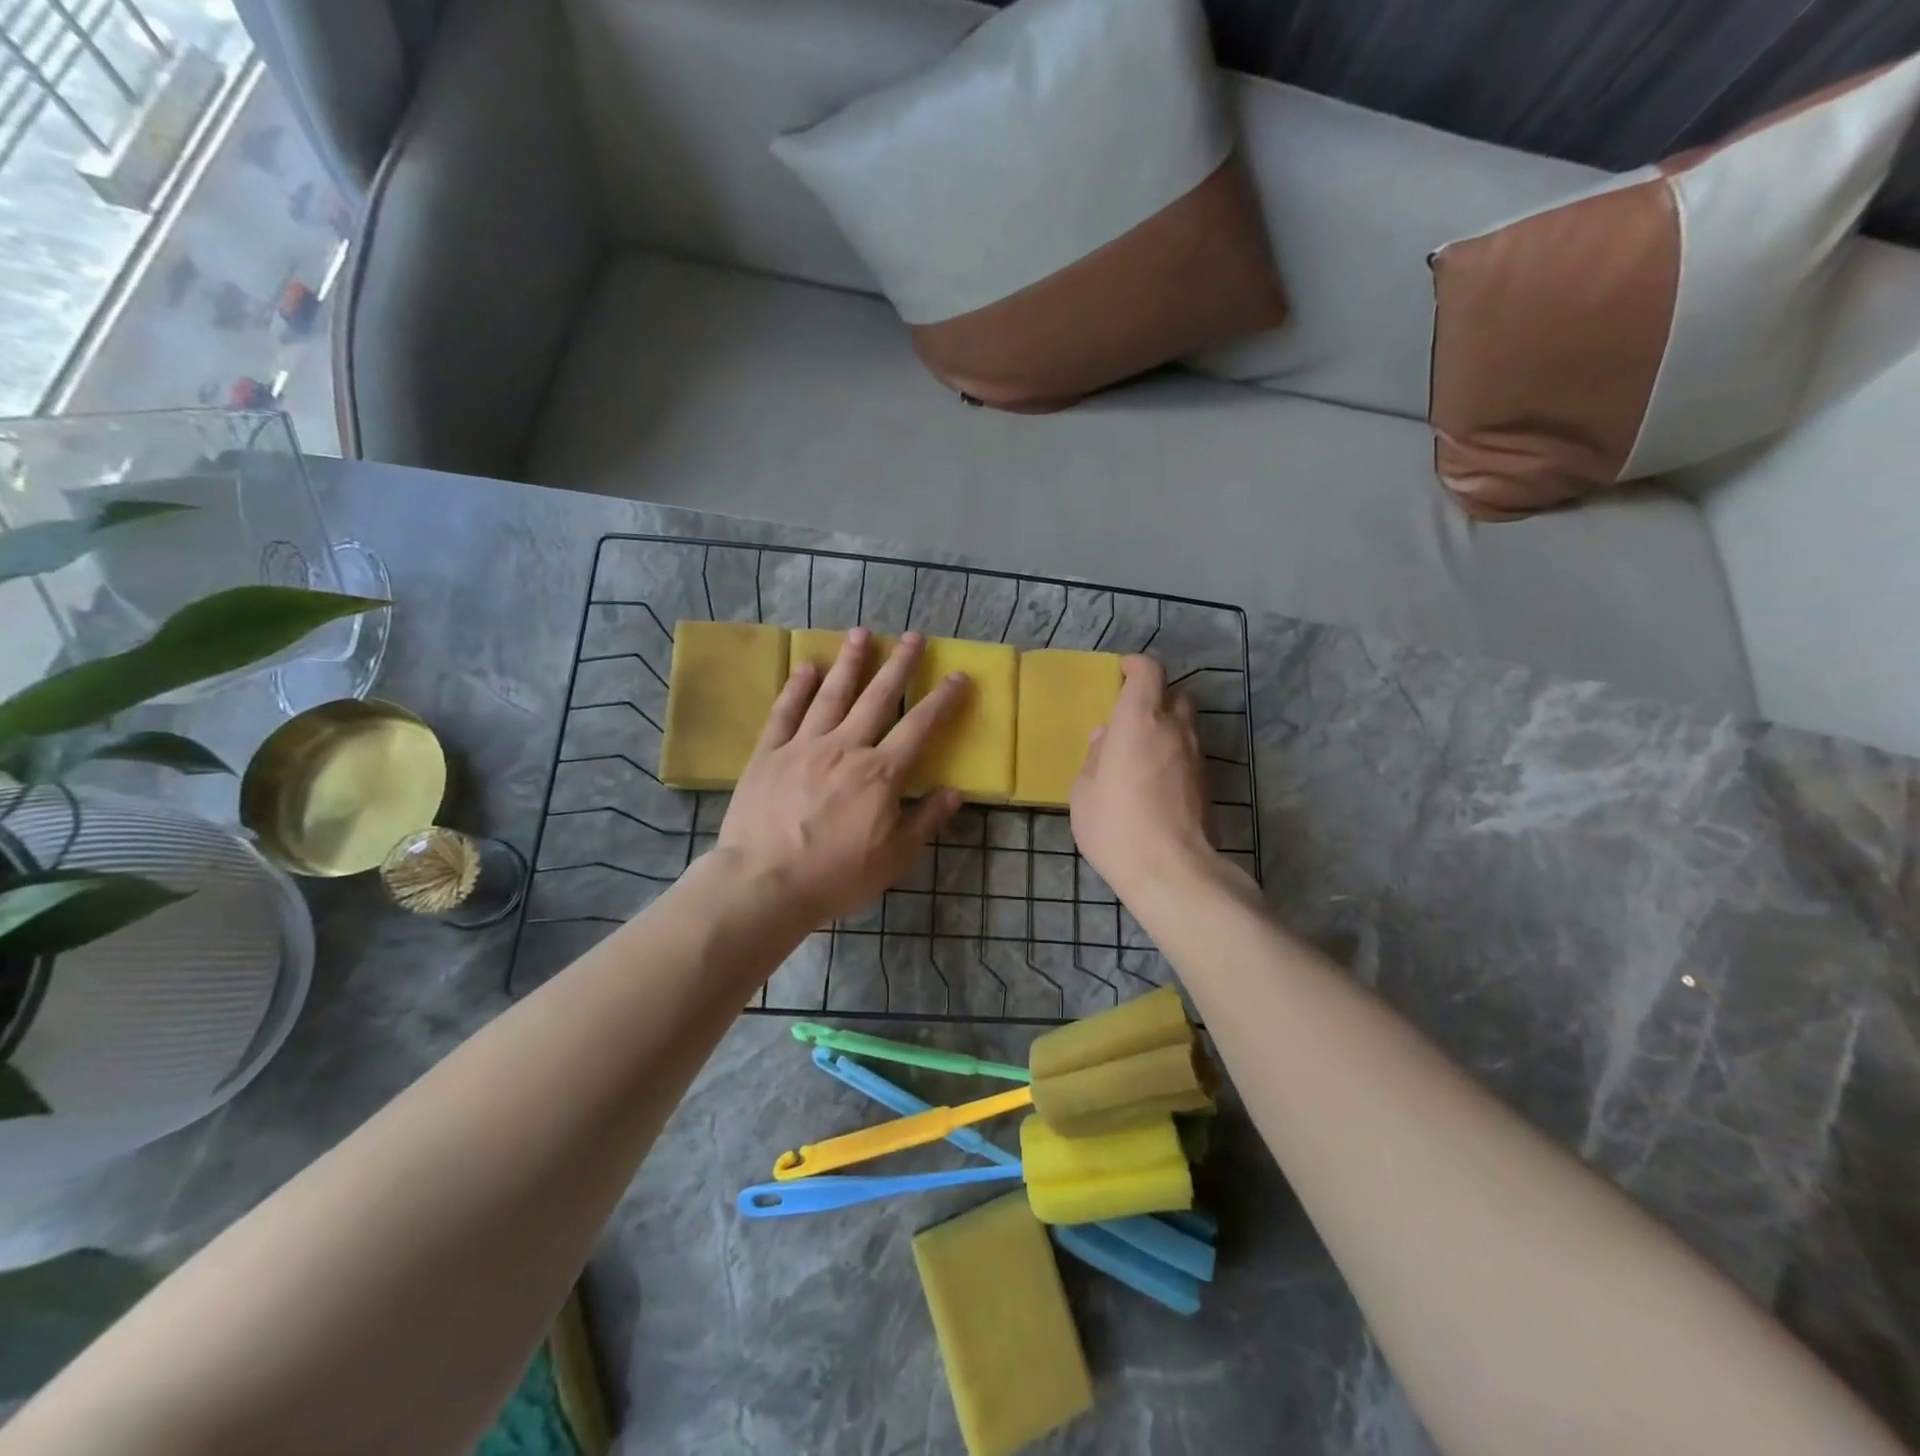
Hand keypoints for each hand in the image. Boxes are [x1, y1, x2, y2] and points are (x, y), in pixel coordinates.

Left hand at [717, 629, 964, 924]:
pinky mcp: (768, 754)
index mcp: (880, 773)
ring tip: (862, 633)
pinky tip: (806, 667)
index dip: (942, 700)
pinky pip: (785, 713)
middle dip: (899, 664)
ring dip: (850, 662)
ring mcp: (803, 746)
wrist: (764, 884)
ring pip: (831, 694)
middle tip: (913, 635)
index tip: (957, 676)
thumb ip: (925, 821)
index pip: (919, 726)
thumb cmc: (836, 876)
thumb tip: (954, 792)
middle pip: (877, 697)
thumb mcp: (894, 858)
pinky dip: (796, 688)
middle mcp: (845, 748)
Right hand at [1071, 655, 1214, 898]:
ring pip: (1187, 725)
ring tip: (1142, 750)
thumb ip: (1095, 757)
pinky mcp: (1208, 783)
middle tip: (1131, 715)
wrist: (1171, 870)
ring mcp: (1197, 756)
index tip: (1122, 671)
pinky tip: (1155, 778)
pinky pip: (1190, 753)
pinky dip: (1175, 754)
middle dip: (1155, 696)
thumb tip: (1105, 739)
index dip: (1136, 666)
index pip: (1149, 672)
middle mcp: (1175, 729)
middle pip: (1174, 695)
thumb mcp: (1084, 791)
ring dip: (1167, 727)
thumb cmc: (1115, 825)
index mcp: (1139, 720)